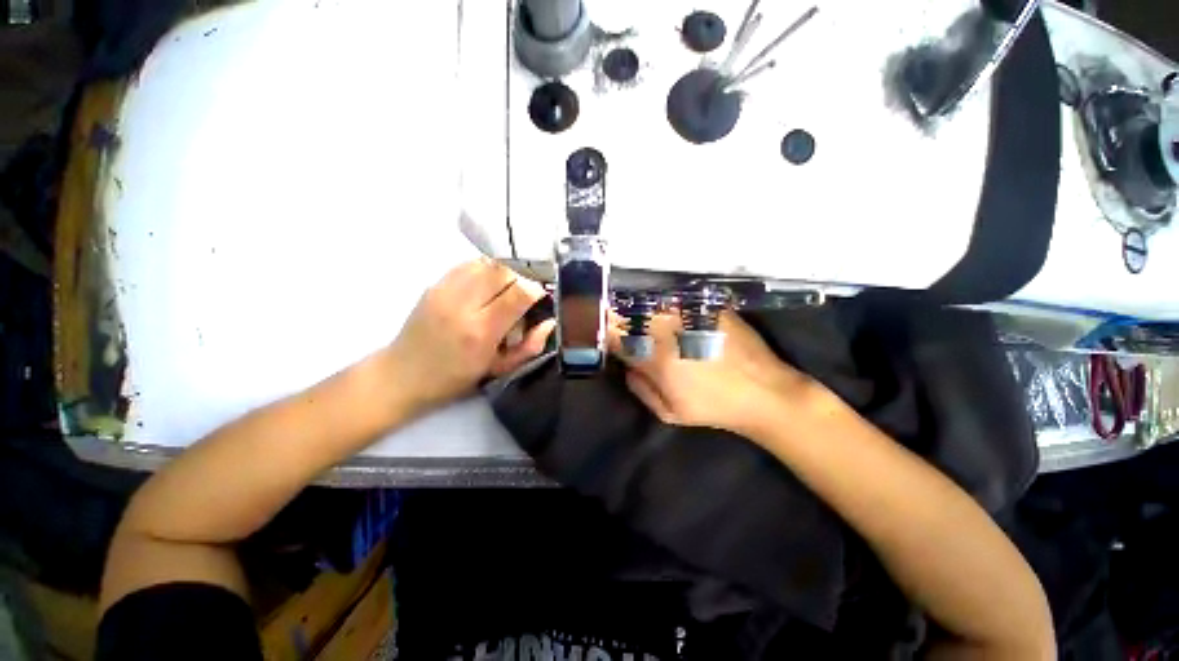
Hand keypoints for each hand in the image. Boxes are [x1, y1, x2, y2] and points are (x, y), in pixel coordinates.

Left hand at [388, 259, 554, 412]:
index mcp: (481, 331)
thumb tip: (549, 321)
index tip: (540, 297)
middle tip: (524, 294)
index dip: (536, 290)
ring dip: (504, 272)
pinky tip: (487, 286)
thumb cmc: (456, 378)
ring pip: (486, 263)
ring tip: (506, 289)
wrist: (403, 375)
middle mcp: (462, 305)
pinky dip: (485, 270)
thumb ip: (530, 346)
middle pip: (503, 271)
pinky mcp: (434, 284)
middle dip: (522, 278)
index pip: (518, 293)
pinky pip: (468, 265)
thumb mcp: (500, 369)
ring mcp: (444, 291)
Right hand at [610, 311, 814, 438]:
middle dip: (615, 317)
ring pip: (648, 304)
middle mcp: (669, 332)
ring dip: (635, 309)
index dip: (604, 333)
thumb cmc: (713, 407)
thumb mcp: (669, 413)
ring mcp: (688, 315)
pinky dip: (660, 305)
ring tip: (632, 315)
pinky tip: (661, 312)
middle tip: (611, 320)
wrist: (764, 391)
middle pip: (629, 315)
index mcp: (656, 359)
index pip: (616, 337)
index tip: (601, 333)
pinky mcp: (706, 307)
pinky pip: (672, 300)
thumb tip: (626, 366)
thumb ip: (640, 388)